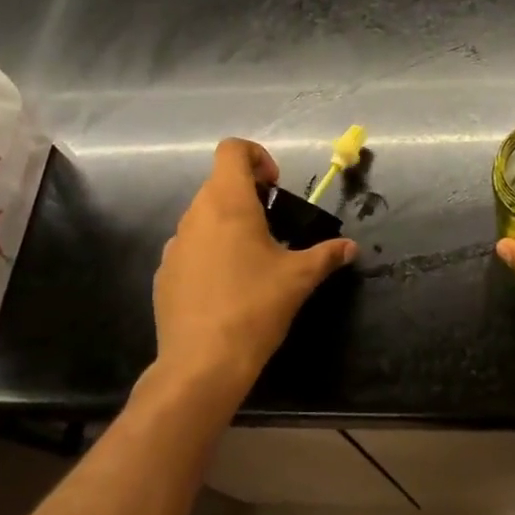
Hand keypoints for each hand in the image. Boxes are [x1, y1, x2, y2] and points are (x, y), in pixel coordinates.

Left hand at [153, 139, 356, 400]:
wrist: (202, 364)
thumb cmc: (255, 307)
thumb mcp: (299, 278)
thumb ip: (327, 255)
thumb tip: (351, 248)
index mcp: (227, 203)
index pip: (232, 150)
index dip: (257, 157)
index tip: (275, 189)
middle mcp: (195, 215)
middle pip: (219, 183)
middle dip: (248, 195)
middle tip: (273, 226)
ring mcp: (174, 246)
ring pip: (203, 217)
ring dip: (228, 225)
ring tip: (252, 260)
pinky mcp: (163, 275)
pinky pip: (190, 248)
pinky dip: (210, 253)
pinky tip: (227, 288)